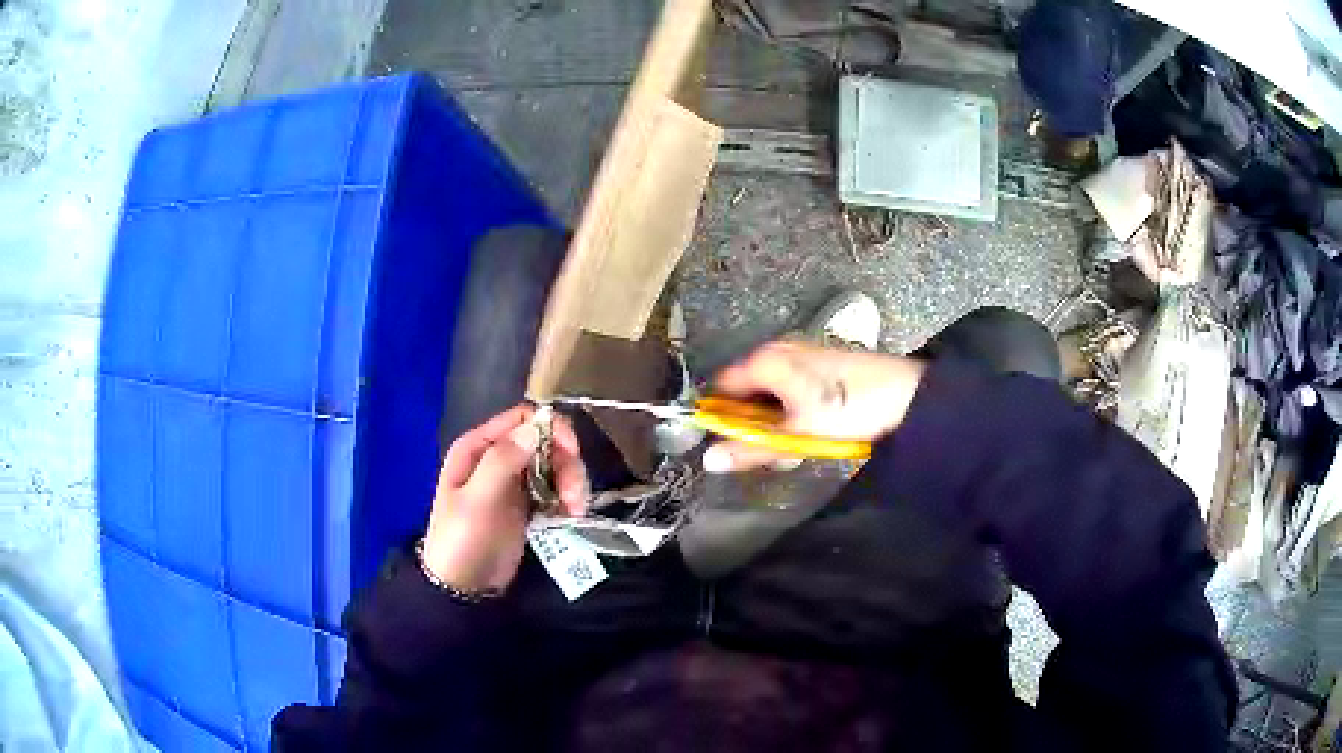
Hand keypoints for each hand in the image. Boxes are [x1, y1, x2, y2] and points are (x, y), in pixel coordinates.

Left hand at [421, 404, 587, 592]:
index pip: (521, 418)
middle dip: (566, 463)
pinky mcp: (526, 504)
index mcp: (478, 448)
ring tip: (575, 510)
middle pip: (545, 441)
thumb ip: (502, 462)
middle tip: (574, 496)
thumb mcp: (477, 501)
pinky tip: (571, 515)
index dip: (551, 428)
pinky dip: (567, 497)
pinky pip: (554, 488)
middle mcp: (496, 457)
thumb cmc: (462, 540)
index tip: (571, 452)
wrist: (463, 587)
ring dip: (571, 481)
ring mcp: (512, 481)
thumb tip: (535, 427)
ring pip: (554, 464)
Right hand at [704, 340, 926, 471]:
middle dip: (752, 420)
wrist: (908, 394)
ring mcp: (803, 352)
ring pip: (771, 389)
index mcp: (766, 360)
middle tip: (771, 447)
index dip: (721, 416)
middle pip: (747, 388)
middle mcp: (780, 348)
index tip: (730, 444)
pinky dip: (794, 407)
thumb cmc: (849, 410)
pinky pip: (792, 385)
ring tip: (798, 439)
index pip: (722, 387)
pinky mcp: (823, 360)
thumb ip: (750, 447)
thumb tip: (708, 460)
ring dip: (775, 417)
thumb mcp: (796, 435)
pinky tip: (816, 425)